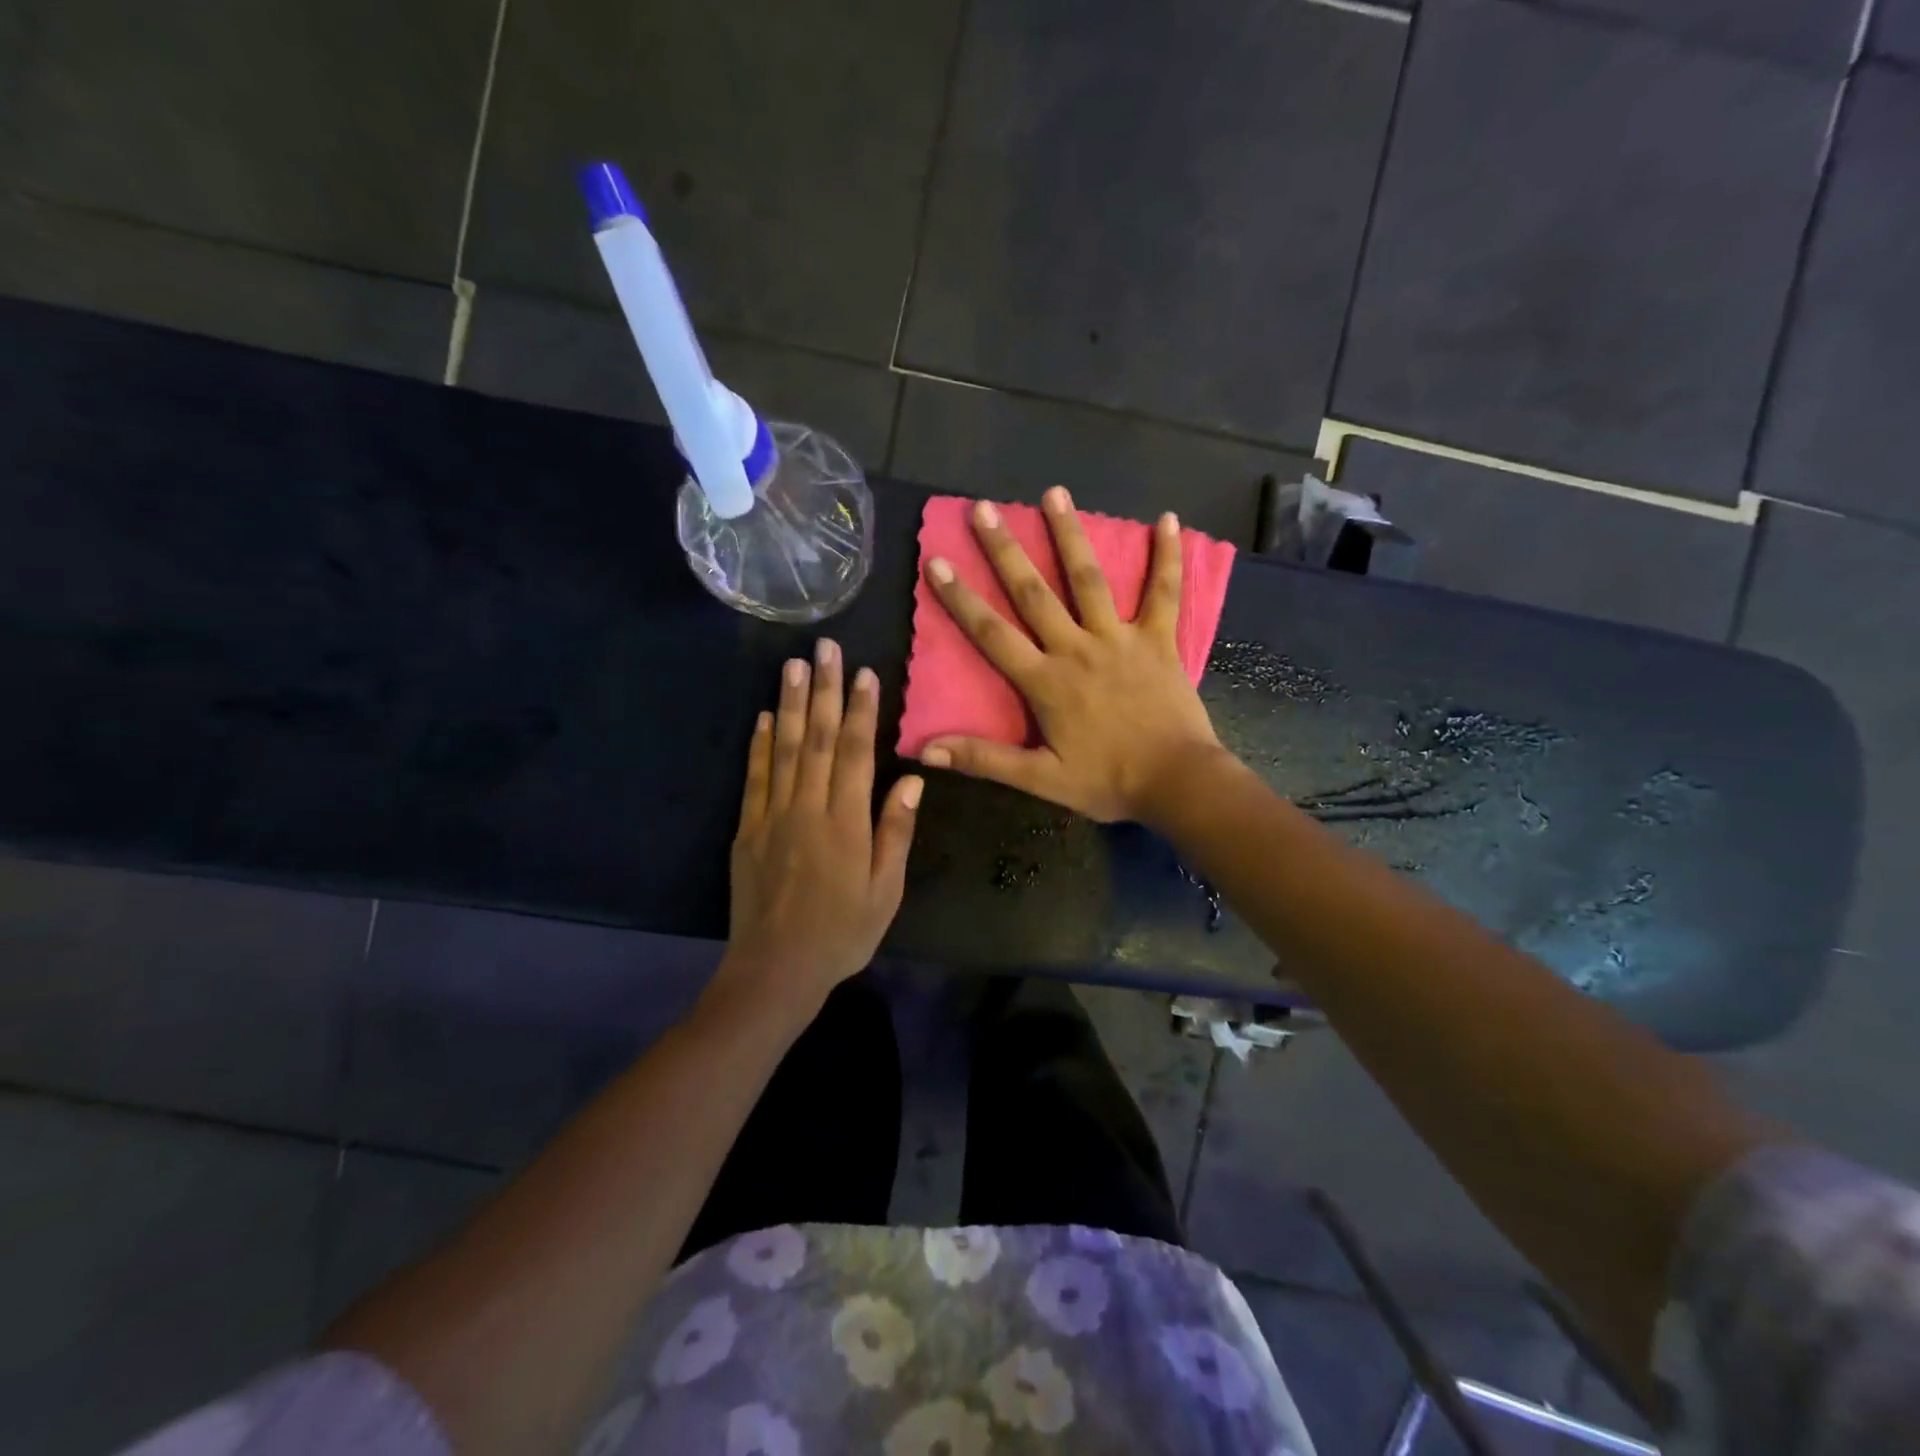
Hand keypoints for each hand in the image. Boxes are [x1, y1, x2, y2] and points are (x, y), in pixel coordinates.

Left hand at [717, 639, 922, 1015]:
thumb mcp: (885, 891)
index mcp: (846, 823)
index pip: (854, 753)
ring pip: (783, 749)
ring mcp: (772, 817)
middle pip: (816, 739)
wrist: (776, 969)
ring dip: (788, 704)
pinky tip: (762, 717)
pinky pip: (754, 778)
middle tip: (825, 648)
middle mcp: (807, 809)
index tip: (864, 673)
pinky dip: (758, 745)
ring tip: (792, 665)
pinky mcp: (747, 830)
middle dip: (823, 690)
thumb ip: (895, 831)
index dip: (860, 710)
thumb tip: (912, 778)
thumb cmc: (842, 933)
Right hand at [920, 487, 1225, 824]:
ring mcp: (1120, 639)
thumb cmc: (1108, 782)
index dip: (961, 599)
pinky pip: (1163, 593)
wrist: (1177, 782)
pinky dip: (1167, 557)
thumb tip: (925, 751)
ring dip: (1070, 535)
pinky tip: (1168, 519)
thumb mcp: (1041, 779)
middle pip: (1034, 593)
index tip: (937, 561)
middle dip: (1005, 550)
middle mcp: (1077, 649)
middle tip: (983, 509)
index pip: (992, 634)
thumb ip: (984, 760)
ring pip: (1089, 580)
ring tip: (1053, 492)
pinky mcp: (1159, 640)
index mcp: (1046, 681)